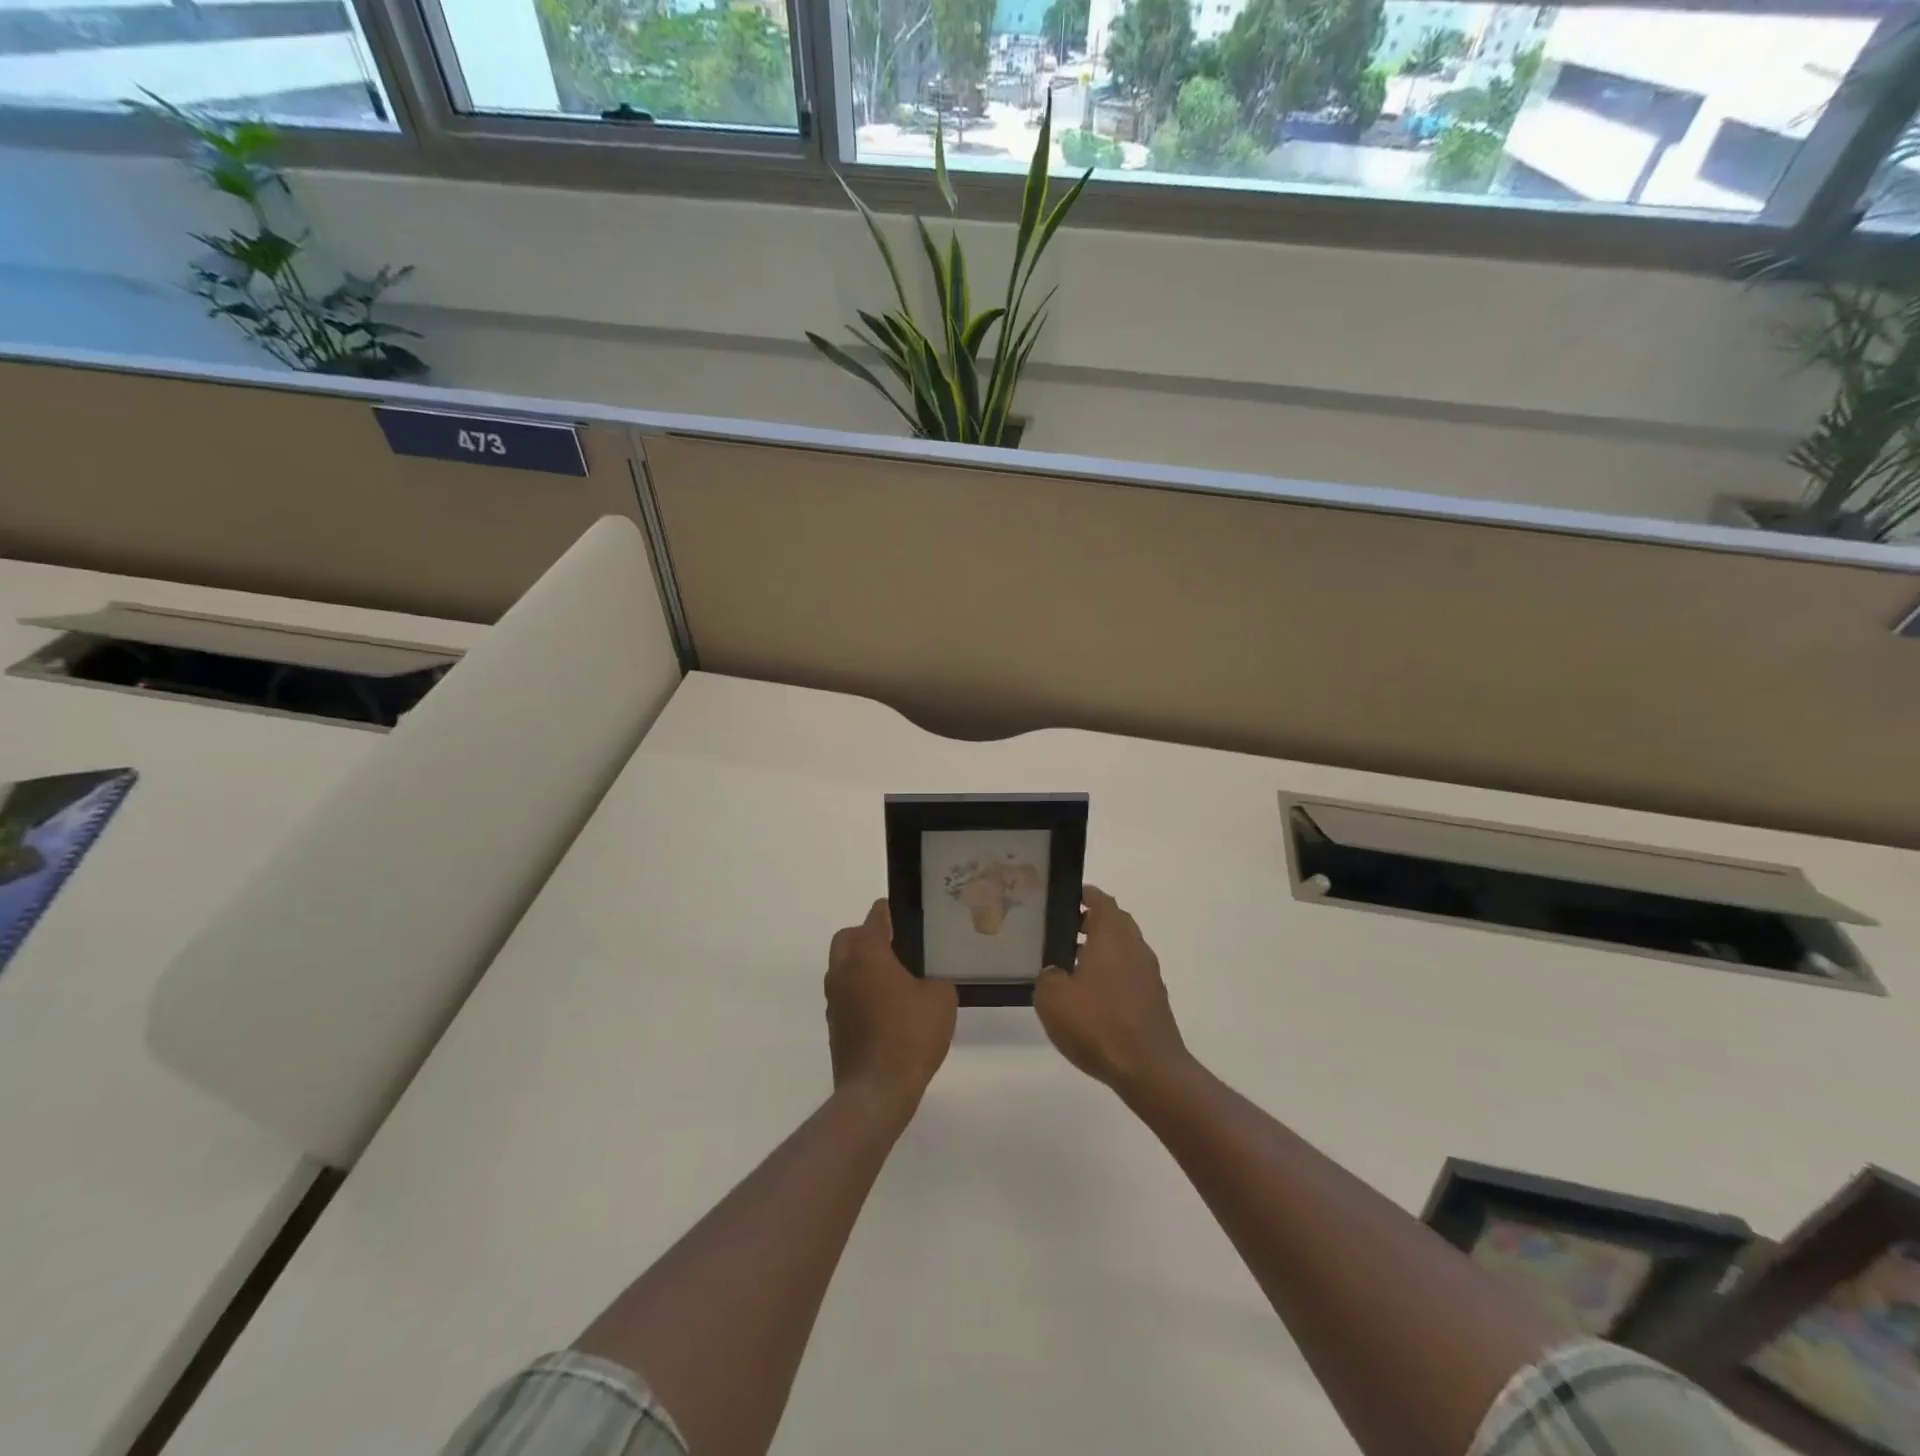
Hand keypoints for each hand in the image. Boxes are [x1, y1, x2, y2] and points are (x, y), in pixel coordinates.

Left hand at [825, 900, 956, 1113]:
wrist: (877, 1090)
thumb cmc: (910, 1034)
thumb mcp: (941, 999)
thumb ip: (934, 980)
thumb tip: (925, 983)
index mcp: (867, 954)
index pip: (875, 918)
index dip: (889, 911)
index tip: (901, 912)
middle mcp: (843, 970)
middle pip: (847, 938)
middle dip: (866, 935)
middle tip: (894, 944)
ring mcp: (834, 999)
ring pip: (842, 967)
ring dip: (860, 966)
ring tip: (892, 978)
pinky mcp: (834, 1026)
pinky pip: (845, 995)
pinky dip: (860, 993)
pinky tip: (885, 1009)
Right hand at [1034, 885, 1190, 1099]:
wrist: (1148, 1068)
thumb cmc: (1098, 1023)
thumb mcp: (1052, 998)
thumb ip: (1047, 976)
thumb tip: (1054, 972)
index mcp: (1112, 935)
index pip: (1101, 901)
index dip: (1084, 895)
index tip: (1065, 898)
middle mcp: (1135, 947)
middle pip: (1115, 923)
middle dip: (1090, 923)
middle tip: (1062, 931)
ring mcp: (1148, 974)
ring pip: (1123, 950)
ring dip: (1101, 951)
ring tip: (1070, 967)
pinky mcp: (1154, 1000)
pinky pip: (1129, 974)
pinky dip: (1111, 975)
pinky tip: (1091, 998)